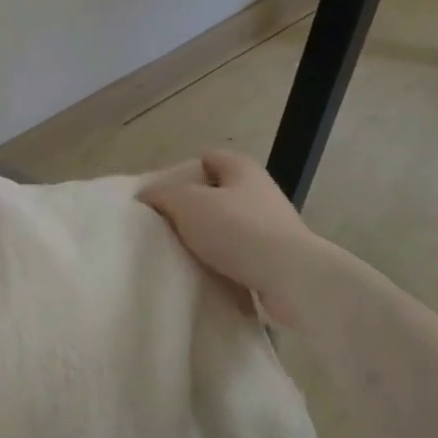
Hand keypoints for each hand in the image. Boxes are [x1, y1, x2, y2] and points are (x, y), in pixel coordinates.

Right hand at [139, 148, 312, 323]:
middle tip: (165, 226)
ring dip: (206, 240)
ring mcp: (271, 226)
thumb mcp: (186, 203)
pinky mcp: (277, 259)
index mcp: (241, 167)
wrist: (291, 279)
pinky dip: (223, 265)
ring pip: (227, 227)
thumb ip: (162, 195)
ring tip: (180, 254)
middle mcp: (259, 191)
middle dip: (190, 209)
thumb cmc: (237, 229)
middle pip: (215, 194)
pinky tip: (204, 275)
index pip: (205, 157)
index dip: (180, 171)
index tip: (160, 195)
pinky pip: (239, 257)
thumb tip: (146, 196)